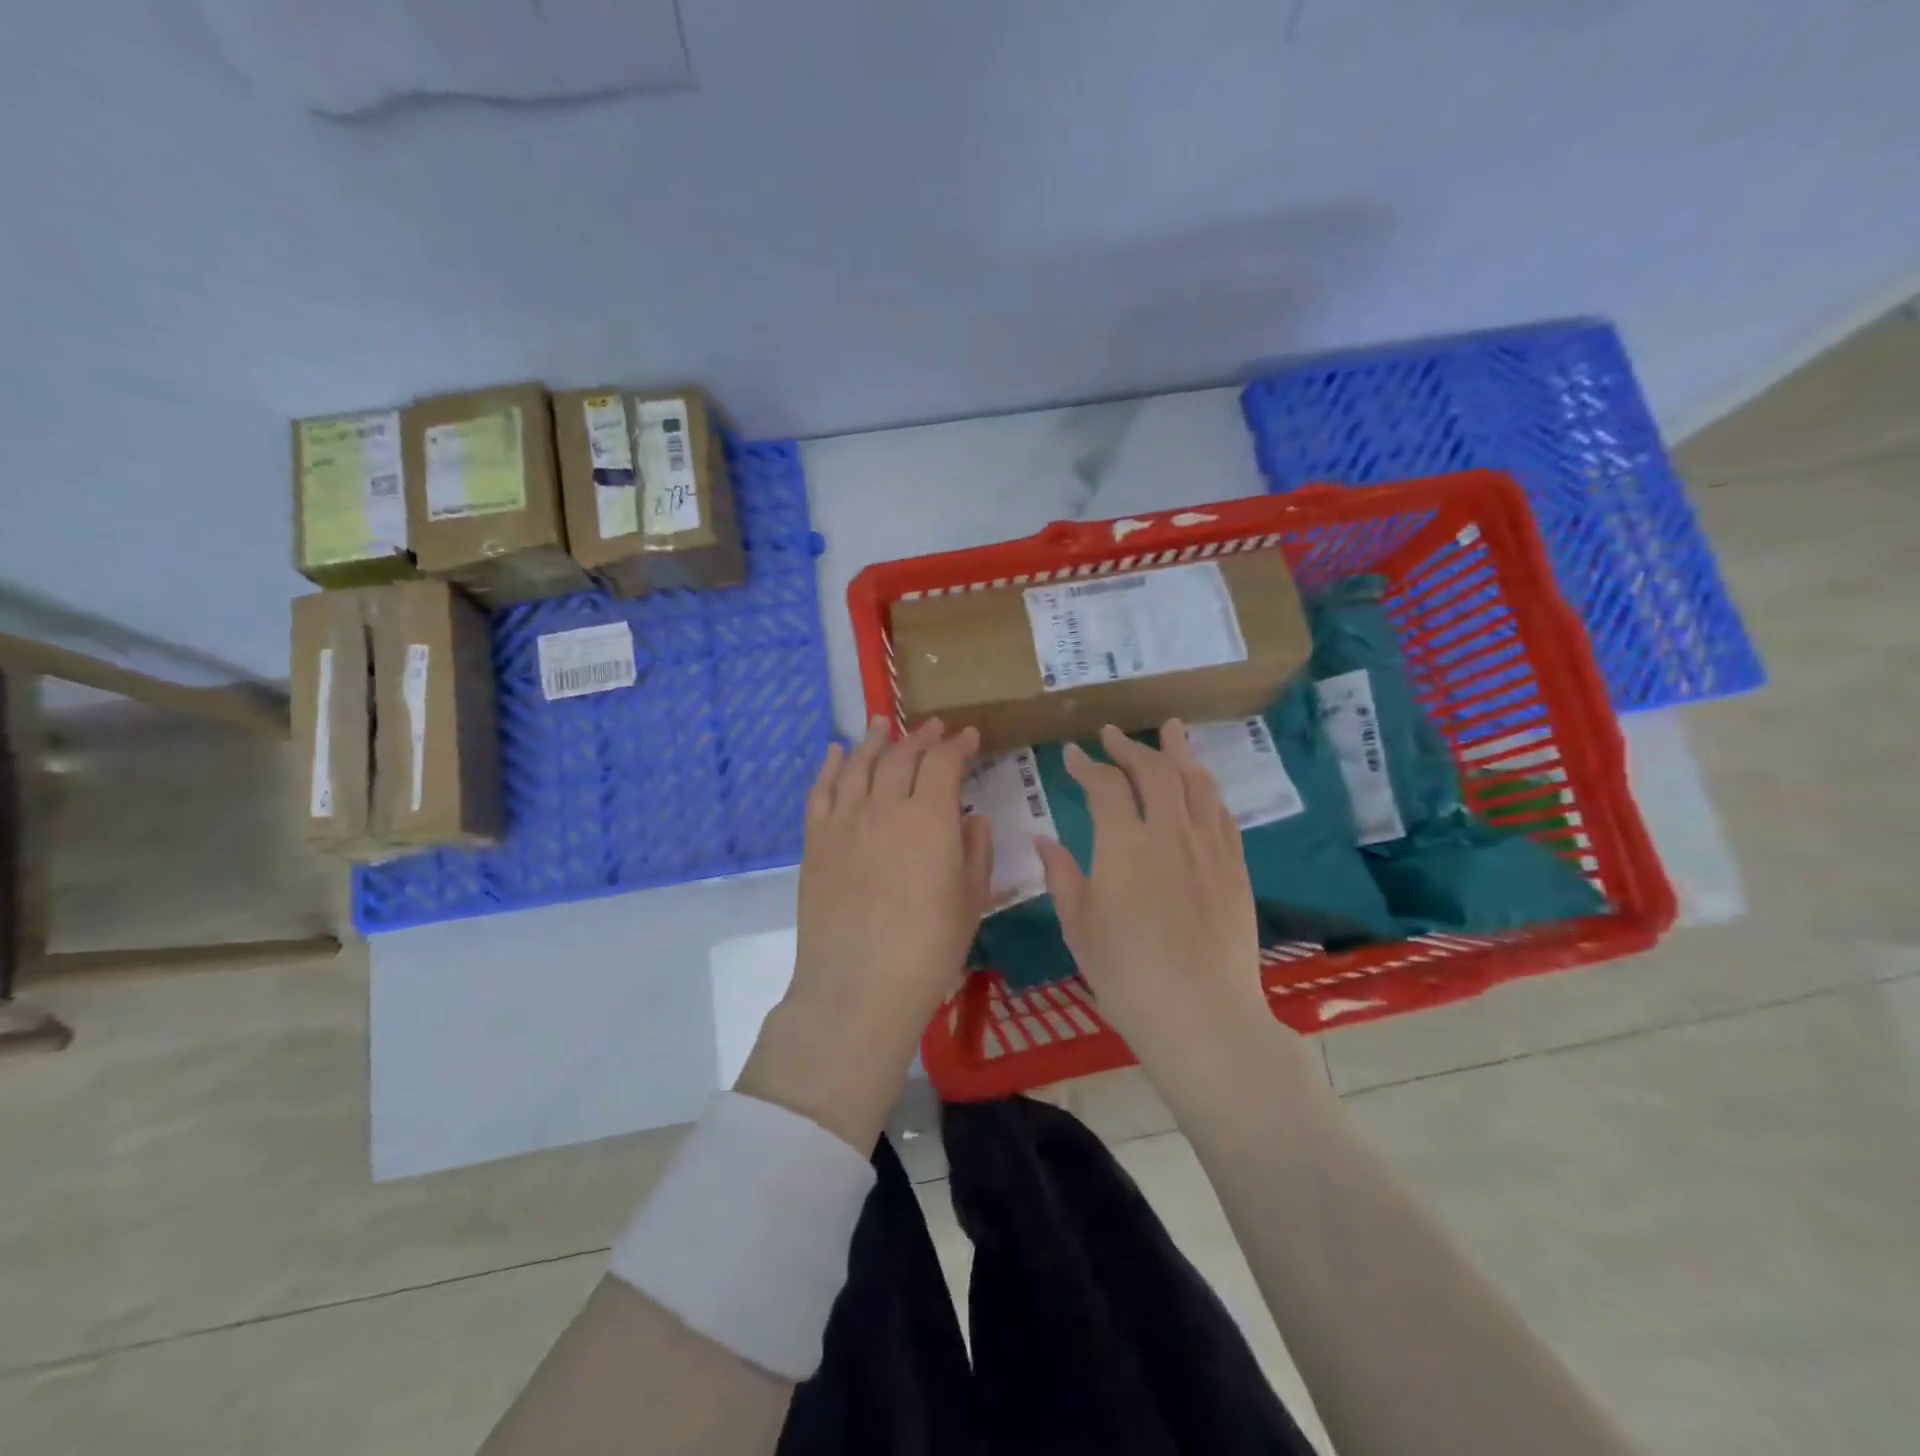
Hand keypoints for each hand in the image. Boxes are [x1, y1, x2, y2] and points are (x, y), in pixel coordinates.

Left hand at [739, 717, 990, 1150]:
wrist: (858, 986)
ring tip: (883, 724)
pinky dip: (830, 766)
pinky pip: (821, 790)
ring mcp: (844, 821)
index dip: (959, 745)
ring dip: (874, 740)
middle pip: (901, 756)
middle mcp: (884, 807)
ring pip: (859, 764)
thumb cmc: (928, 949)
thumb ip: (976, 851)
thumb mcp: (971, 901)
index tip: (970, 737)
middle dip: (921, 737)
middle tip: (934, 728)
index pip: (944, 763)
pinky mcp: (815, 840)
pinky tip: (837, 752)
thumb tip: (973, 819)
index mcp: (930, 819)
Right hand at [1034, 722, 1270, 1069]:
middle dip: (1129, 746)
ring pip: (1196, 782)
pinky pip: (1221, 812)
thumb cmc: (1127, 976)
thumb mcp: (1079, 927)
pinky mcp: (1234, 866)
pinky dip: (1205, 788)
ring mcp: (1208, 847)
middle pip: (1154, 771)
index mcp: (1124, 846)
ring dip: (1178, 752)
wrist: (1202, 1017)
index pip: (1105, 786)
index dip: (1085, 765)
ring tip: (1169, 730)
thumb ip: (1061, 875)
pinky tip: (1199, 784)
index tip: (1071, 755)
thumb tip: (1043, 838)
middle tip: (1111, 734)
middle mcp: (1170, 833)